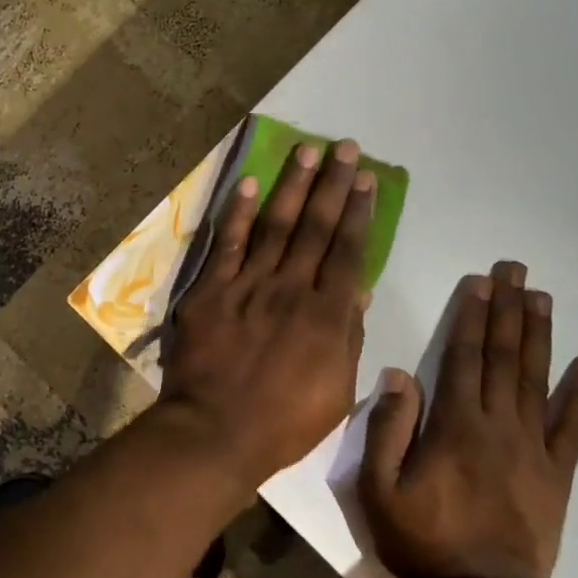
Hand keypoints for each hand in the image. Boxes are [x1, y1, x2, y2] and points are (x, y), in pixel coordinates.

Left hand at [159, 140, 374, 486]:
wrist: (216, 430)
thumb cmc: (283, 422)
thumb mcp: (336, 390)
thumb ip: (346, 337)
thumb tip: (356, 291)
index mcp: (327, 314)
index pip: (348, 250)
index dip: (359, 212)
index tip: (366, 179)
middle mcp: (291, 288)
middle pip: (315, 227)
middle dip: (333, 184)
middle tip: (344, 147)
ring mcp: (248, 285)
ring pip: (275, 225)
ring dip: (292, 186)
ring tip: (307, 151)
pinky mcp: (211, 290)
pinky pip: (227, 244)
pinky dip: (238, 213)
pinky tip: (248, 184)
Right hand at [361, 260, 577, 577]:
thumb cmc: (419, 539)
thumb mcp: (378, 487)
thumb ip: (387, 428)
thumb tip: (400, 374)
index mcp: (454, 426)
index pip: (464, 357)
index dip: (472, 316)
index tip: (481, 281)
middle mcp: (498, 426)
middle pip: (504, 358)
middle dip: (507, 310)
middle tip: (516, 270)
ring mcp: (533, 450)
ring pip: (536, 381)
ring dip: (539, 336)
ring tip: (542, 298)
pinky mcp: (556, 475)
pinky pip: (573, 428)